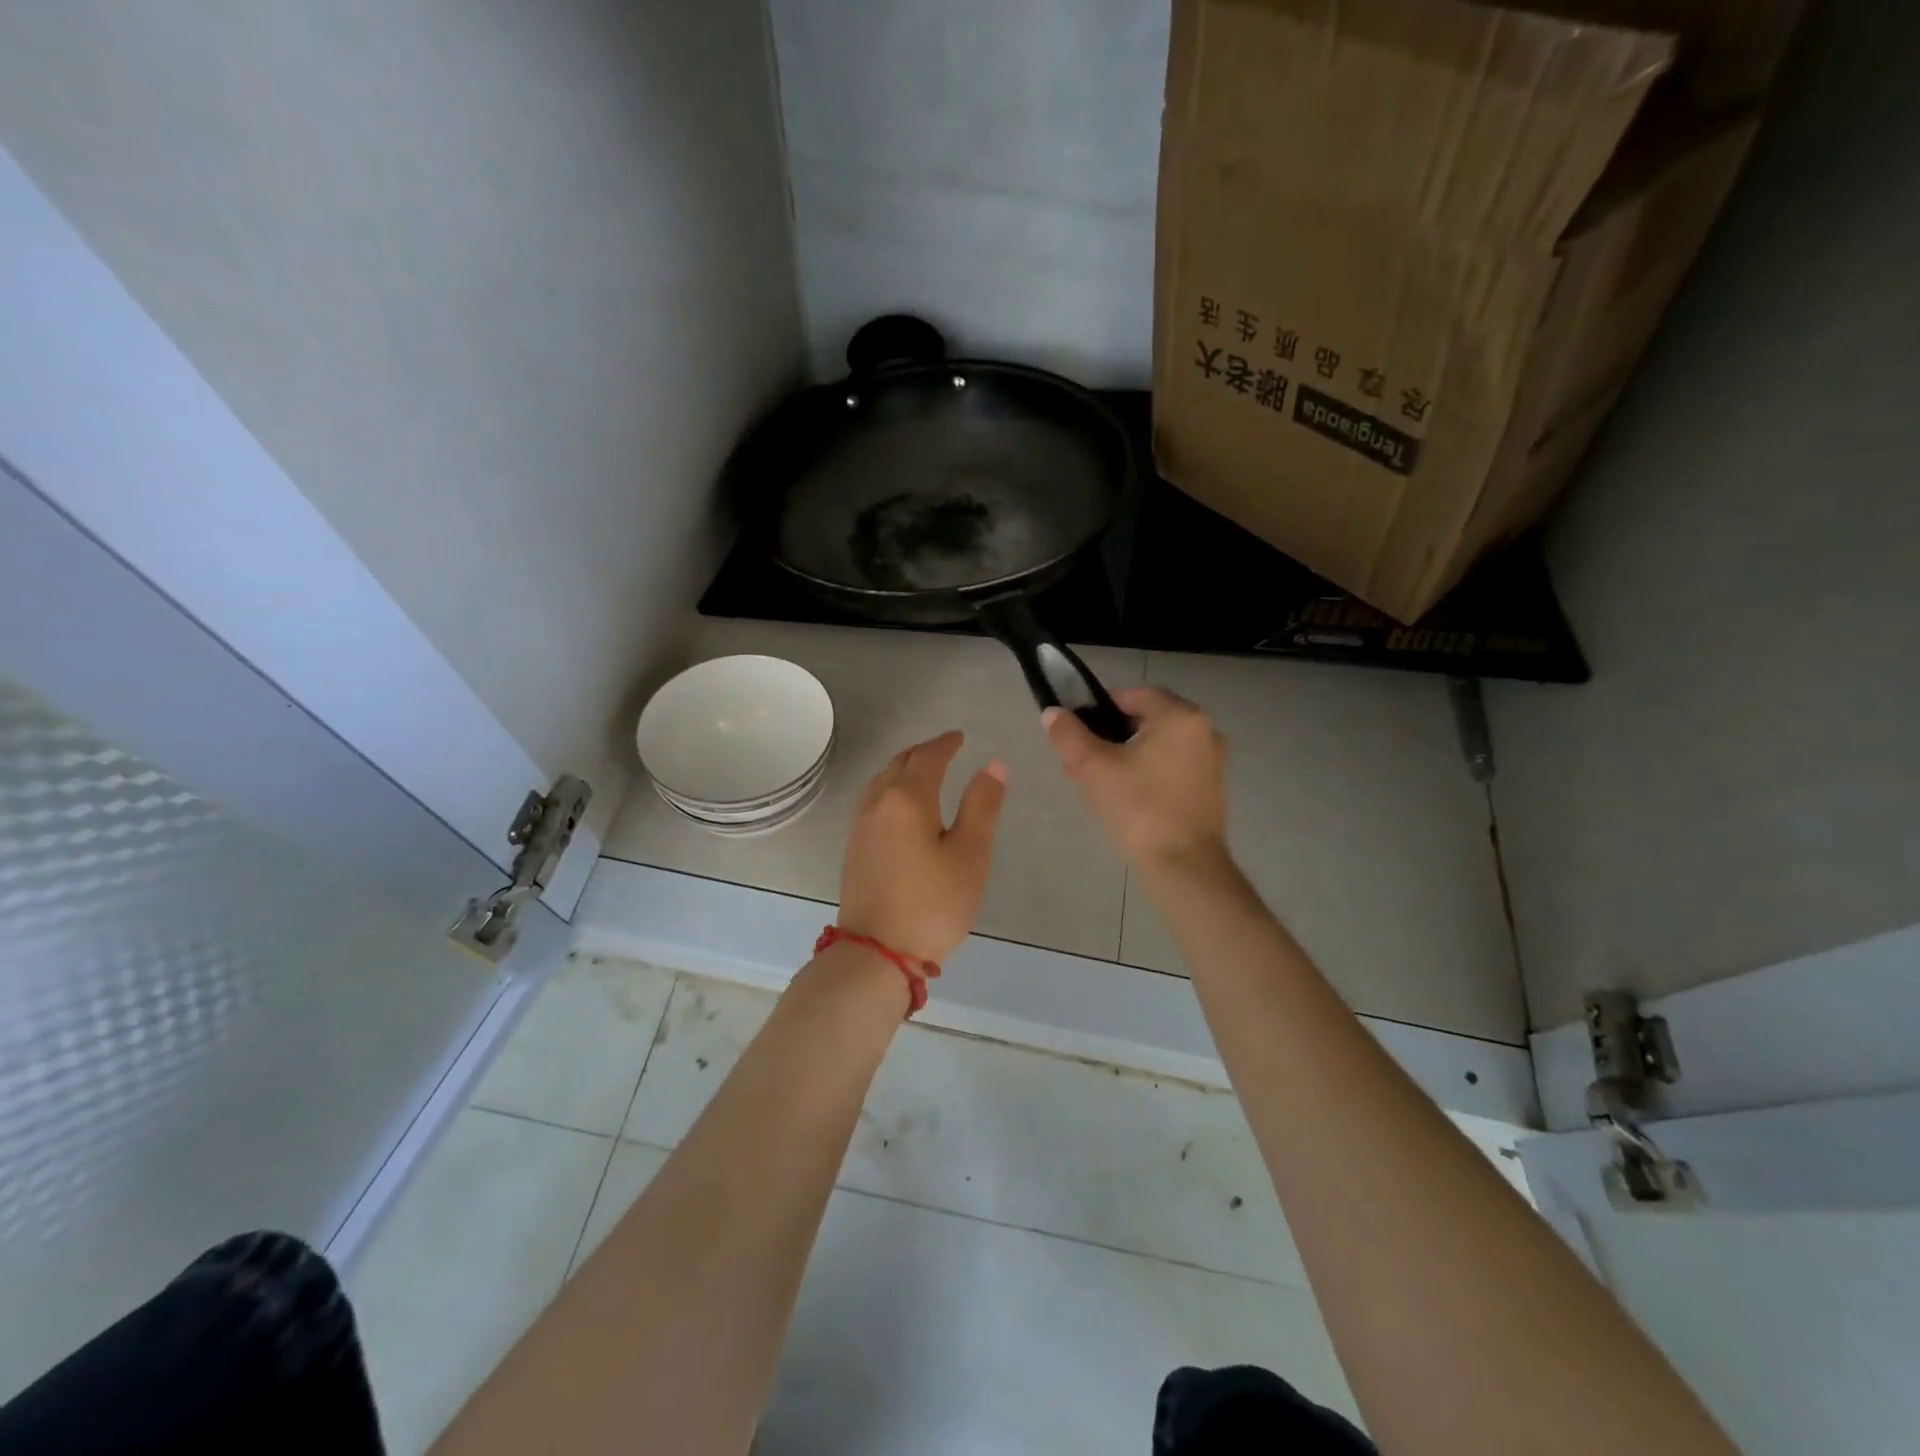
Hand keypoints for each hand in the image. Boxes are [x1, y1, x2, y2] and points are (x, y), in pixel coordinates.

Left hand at [838, 731, 1007, 964]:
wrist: (876, 953)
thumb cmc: (932, 903)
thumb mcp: (970, 855)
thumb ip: (981, 805)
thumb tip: (994, 764)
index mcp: (907, 798)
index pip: (928, 756)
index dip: (946, 743)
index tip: (960, 737)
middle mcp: (878, 803)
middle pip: (899, 763)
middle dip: (924, 752)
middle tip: (945, 749)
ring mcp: (860, 826)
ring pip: (882, 781)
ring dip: (904, 768)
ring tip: (924, 772)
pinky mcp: (854, 848)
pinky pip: (873, 801)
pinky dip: (891, 789)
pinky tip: (901, 807)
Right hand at [1043, 688, 1228, 878]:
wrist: (1184, 866)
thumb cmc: (1139, 808)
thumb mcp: (1093, 768)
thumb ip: (1069, 735)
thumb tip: (1053, 714)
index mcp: (1180, 716)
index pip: (1133, 695)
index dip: (1099, 708)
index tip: (1075, 732)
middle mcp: (1204, 730)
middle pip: (1146, 720)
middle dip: (1108, 736)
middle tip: (1079, 762)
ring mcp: (1212, 761)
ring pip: (1158, 746)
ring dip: (1125, 756)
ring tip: (1095, 782)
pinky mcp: (1211, 789)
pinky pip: (1171, 767)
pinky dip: (1147, 773)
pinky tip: (1124, 798)